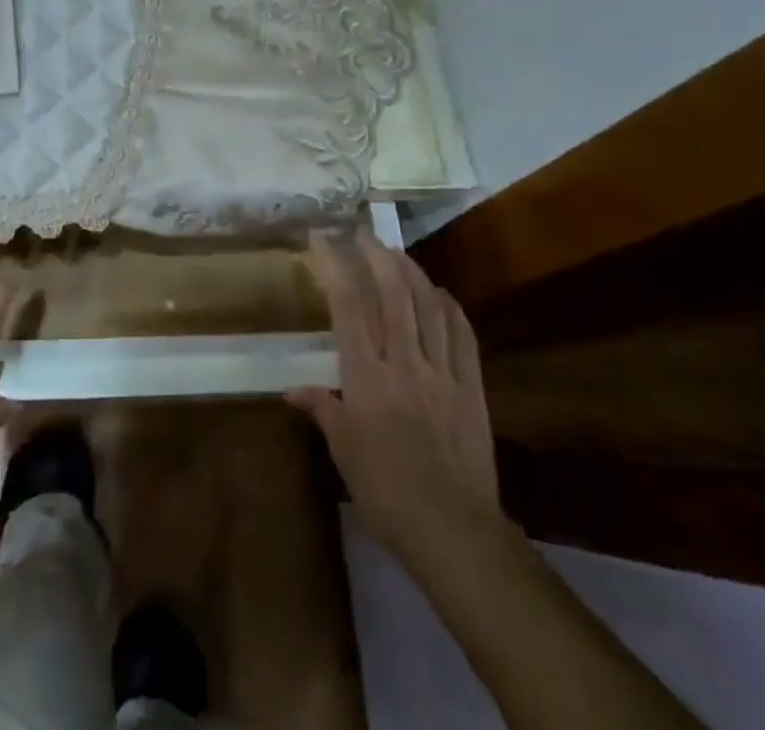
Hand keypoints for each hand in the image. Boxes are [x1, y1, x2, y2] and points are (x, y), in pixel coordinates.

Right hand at [290, 229, 504, 568]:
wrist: (453, 530)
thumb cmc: (385, 490)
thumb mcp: (343, 450)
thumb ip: (323, 409)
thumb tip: (292, 390)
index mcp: (367, 375)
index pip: (348, 305)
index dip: (334, 265)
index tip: (321, 238)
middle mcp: (404, 362)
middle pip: (393, 294)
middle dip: (377, 256)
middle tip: (364, 234)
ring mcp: (442, 372)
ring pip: (429, 307)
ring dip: (413, 273)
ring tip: (397, 254)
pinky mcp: (471, 389)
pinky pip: (463, 337)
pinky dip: (451, 309)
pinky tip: (442, 295)